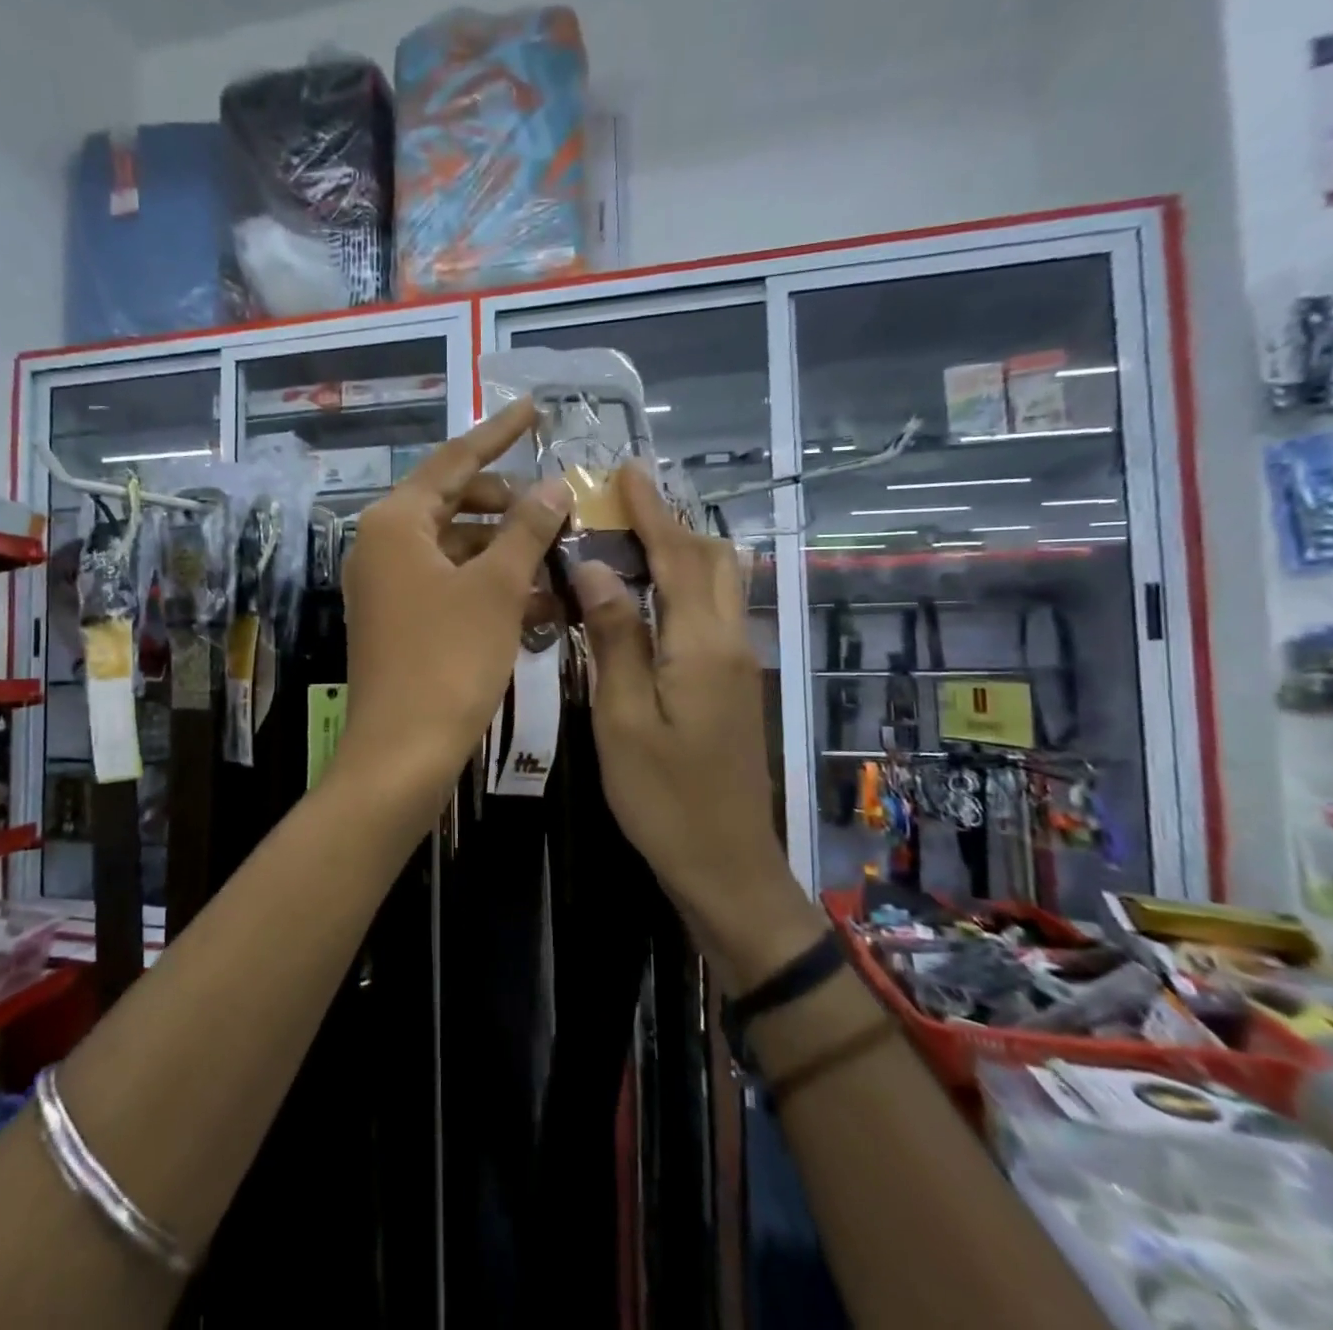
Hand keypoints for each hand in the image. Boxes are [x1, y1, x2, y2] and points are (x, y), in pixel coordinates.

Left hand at [339, 398, 570, 796]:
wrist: (402, 753)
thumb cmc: (449, 661)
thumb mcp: (497, 589)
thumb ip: (527, 530)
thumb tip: (553, 486)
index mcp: (395, 522)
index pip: (454, 460)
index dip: (498, 433)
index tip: (534, 408)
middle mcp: (382, 545)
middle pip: (454, 503)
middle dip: (509, 504)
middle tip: (557, 506)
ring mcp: (389, 585)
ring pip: (457, 548)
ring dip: (507, 551)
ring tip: (560, 557)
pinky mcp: (400, 620)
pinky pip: (450, 585)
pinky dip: (490, 586)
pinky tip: (540, 602)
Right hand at [571, 466, 796, 942]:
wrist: (725, 864)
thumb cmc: (663, 797)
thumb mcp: (623, 718)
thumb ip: (615, 638)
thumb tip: (596, 567)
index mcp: (702, 645)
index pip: (679, 557)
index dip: (652, 510)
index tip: (627, 469)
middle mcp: (730, 642)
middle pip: (712, 561)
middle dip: (673, 522)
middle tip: (625, 501)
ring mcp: (737, 664)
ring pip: (719, 585)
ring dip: (682, 550)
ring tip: (634, 535)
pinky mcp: (732, 685)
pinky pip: (712, 612)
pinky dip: (685, 584)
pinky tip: (650, 595)